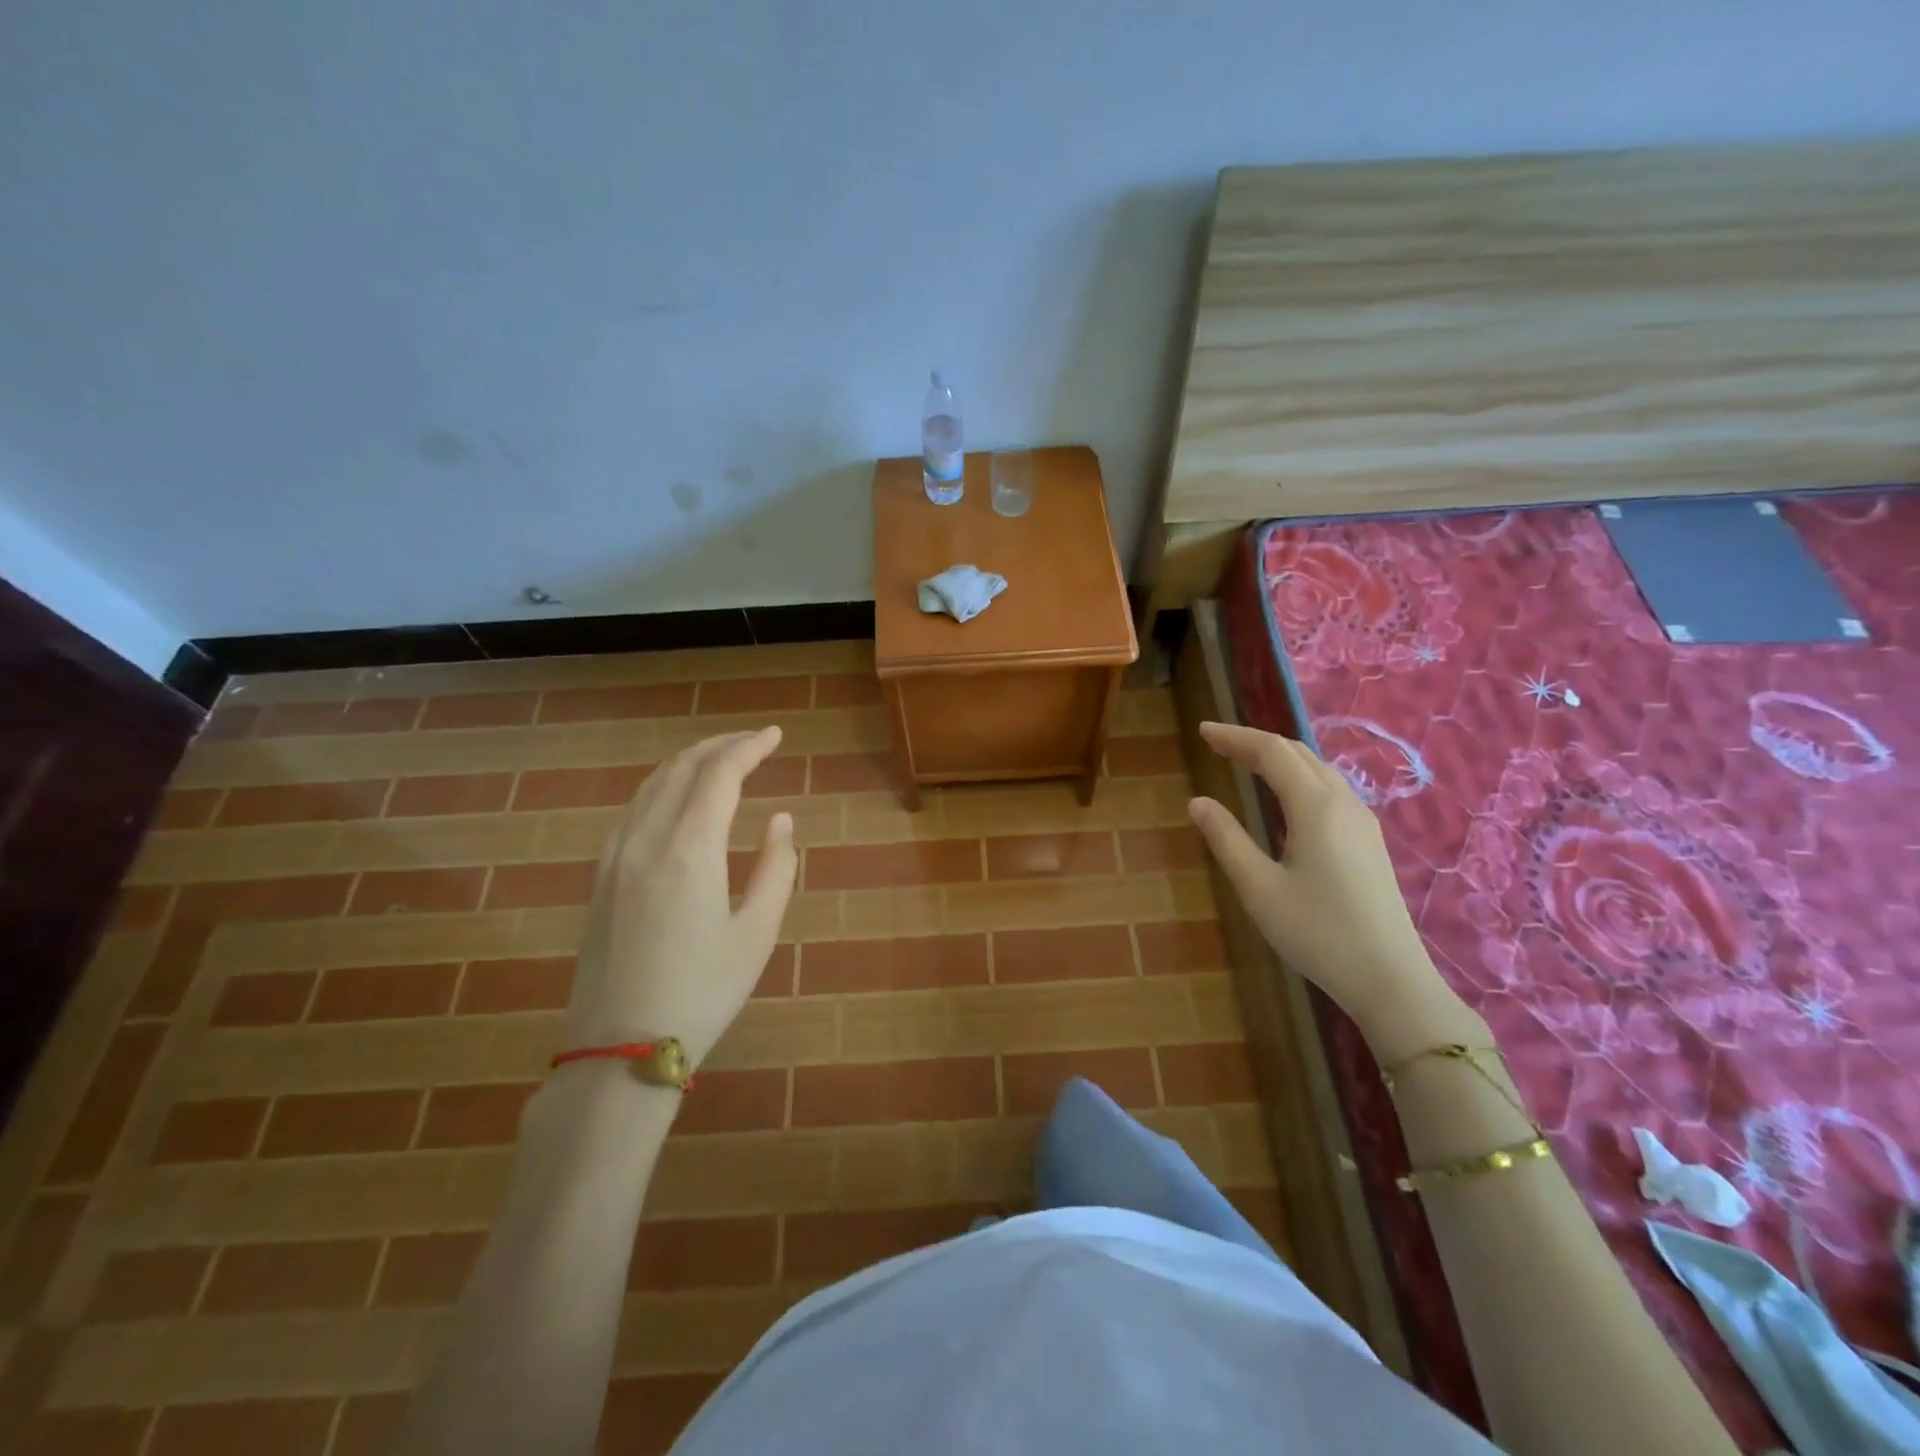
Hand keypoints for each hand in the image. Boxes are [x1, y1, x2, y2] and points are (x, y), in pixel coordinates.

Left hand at [563, 727, 797, 1069]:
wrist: (621, 1051)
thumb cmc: (702, 993)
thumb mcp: (757, 933)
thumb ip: (776, 868)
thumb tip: (780, 820)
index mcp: (690, 849)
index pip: (720, 774)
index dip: (749, 747)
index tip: (775, 735)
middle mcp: (646, 839)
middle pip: (682, 768)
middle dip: (721, 745)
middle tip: (755, 741)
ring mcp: (615, 856)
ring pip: (652, 784)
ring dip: (690, 762)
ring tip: (722, 760)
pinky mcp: (600, 876)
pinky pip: (633, 809)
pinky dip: (662, 786)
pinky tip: (677, 799)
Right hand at [1188, 722, 1484, 1061]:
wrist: (1390, 979)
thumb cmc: (1317, 933)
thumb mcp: (1258, 887)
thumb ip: (1226, 839)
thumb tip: (1198, 802)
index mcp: (1315, 807)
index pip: (1271, 752)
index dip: (1235, 737)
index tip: (1202, 731)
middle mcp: (1343, 802)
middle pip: (1297, 752)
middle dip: (1255, 741)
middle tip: (1217, 743)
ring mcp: (1362, 821)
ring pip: (1317, 769)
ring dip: (1279, 757)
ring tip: (1245, 761)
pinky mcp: (1369, 840)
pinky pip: (1329, 788)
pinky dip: (1297, 776)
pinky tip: (1285, 796)